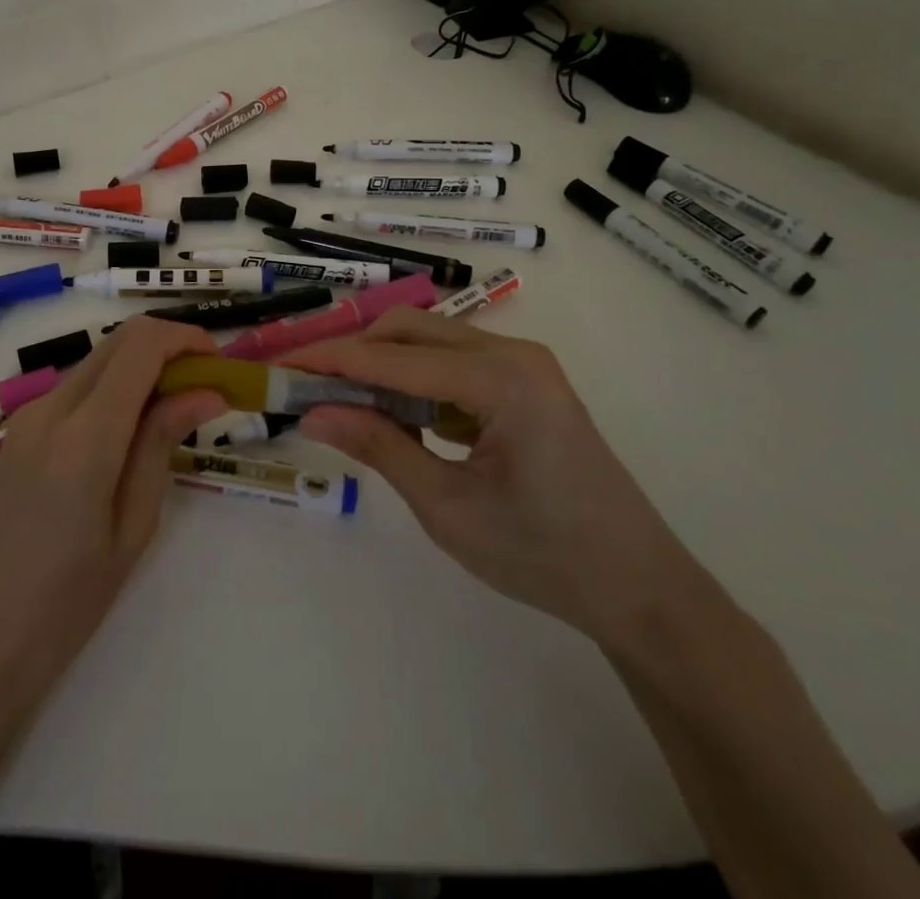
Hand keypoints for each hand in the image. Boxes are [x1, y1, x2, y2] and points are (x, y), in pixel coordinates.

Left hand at [0, 316, 227, 728]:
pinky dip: (115, 389)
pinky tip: (132, 433)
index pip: (142, 345)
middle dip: (169, 348)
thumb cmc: (63, 605)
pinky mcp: (18, 434)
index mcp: (85, 433)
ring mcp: (28, 418)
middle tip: (206, 386)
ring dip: (142, 367)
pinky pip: (76, 388)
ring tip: (177, 414)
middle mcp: (51, 407)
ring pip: (97, 361)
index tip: (220, 364)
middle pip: (118, 341)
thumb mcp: (131, 528)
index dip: (187, 339)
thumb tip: (204, 392)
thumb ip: (161, 446)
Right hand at [286, 308, 707, 649]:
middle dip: (353, 352)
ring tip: (336, 398)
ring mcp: (523, 364)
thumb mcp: (447, 507)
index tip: (280, 363)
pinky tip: (391, 412)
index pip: (394, 357)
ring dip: (381, 364)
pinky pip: (452, 362)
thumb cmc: (543, 555)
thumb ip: (378, 448)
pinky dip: (412, 379)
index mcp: (502, 379)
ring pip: (429, 341)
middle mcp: (513, 353)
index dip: (331, 359)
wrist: (639, 589)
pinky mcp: (525, 382)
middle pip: (410, 330)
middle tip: (304, 382)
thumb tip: (312, 414)